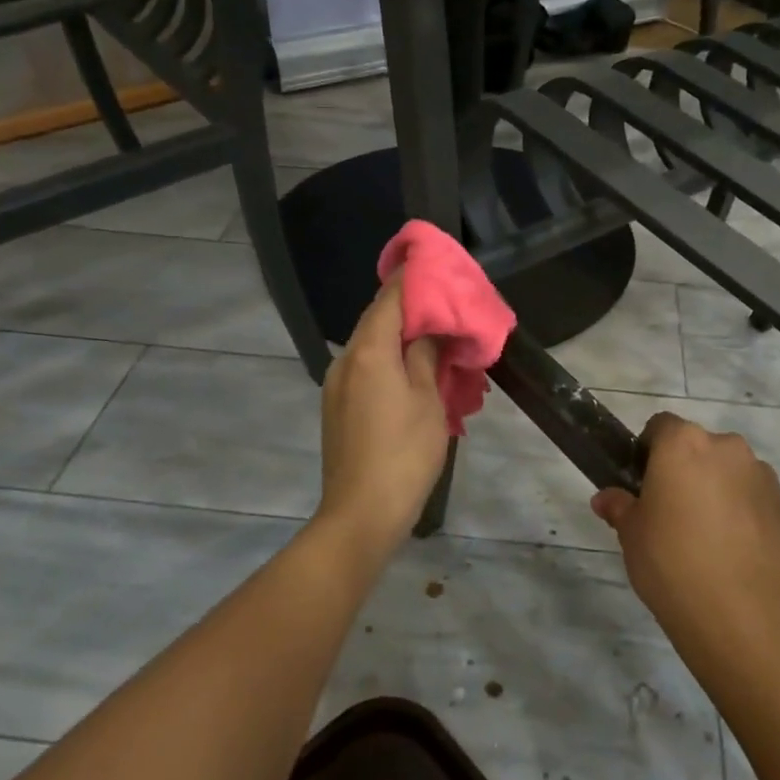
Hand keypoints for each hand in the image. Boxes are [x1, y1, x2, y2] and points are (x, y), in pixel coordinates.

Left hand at [315, 276, 450, 554]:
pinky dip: (389, 361)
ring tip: (433, 339)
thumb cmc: (404, 453)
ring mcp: (336, 385)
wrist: (361, 513)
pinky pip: (365, 369)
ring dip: (400, 337)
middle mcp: (345, 361)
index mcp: (369, 352)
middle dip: (408, 309)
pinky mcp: (337, 408)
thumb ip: (427, 356)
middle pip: (376, 320)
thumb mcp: (428, 401)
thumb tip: (427, 330)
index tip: (432, 265)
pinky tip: (413, 372)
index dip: (410, 279)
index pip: (388, 299)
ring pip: (370, 347)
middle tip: (442, 304)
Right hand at [591, 413, 779, 652]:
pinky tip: (735, 552)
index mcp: (683, 444)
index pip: (661, 426)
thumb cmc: (670, 561)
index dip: (649, 450)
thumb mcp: (630, 534)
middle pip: (700, 447)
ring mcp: (763, 477)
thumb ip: (619, 507)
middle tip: (673, 511)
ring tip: (708, 536)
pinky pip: (757, 501)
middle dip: (687, 470)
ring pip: (732, 472)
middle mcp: (728, 449)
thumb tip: (606, 499)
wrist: (738, 614)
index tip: (644, 483)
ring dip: (719, 490)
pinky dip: (746, 515)